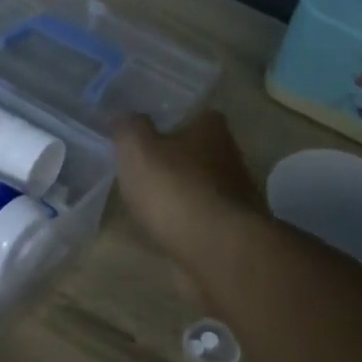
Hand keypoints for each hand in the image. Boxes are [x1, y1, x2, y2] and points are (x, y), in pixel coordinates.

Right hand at [113, 111, 263, 269]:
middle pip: (201, 151)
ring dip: (184, 193)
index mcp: (211, 129)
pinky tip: (170, 230)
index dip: (172, 123)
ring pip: (204, 186)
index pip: (196, 114)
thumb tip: (123, 115)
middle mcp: (232, 156)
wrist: (215, 247)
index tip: (149, 136)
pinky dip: (189, 221)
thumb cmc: (174, 188)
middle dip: (178, 160)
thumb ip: (128, 128)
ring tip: (153, 204)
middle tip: (147, 170)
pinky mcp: (235, 229)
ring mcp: (238, 195)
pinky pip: (205, 218)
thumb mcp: (137, 150)